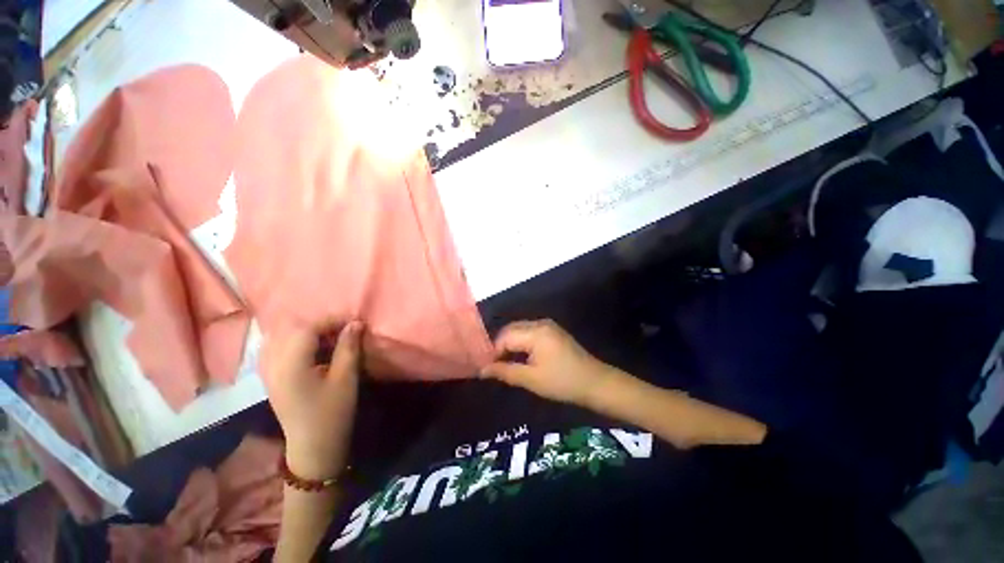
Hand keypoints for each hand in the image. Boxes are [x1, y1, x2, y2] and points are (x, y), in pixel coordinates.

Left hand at [261, 321, 362, 480]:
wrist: (313, 448)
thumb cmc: (332, 413)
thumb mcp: (345, 379)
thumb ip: (349, 348)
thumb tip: (356, 323)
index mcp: (291, 365)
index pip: (307, 329)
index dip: (331, 320)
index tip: (353, 322)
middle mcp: (274, 365)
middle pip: (293, 331)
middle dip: (321, 325)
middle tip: (344, 331)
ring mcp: (269, 372)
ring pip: (284, 338)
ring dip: (309, 334)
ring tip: (331, 339)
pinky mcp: (272, 379)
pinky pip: (279, 350)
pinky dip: (297, 343)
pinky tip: (313, 350)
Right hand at [481, 320, 614, 407]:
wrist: (594, 382)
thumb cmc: (562, 382)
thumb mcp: (531, 379)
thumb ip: (505, 371)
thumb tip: (482, 370)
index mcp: (535, 332)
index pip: (505, 336)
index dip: (493, 351)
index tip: (487, 368)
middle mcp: (540, 323)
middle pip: (511, 330)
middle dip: (500, 346)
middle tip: (493, 366)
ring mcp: (547, 325)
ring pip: (519, 330)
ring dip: (510, 344)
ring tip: (503, 363)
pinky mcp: (552, 331)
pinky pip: (529, 332)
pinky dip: (520, 343)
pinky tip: (518, 357)